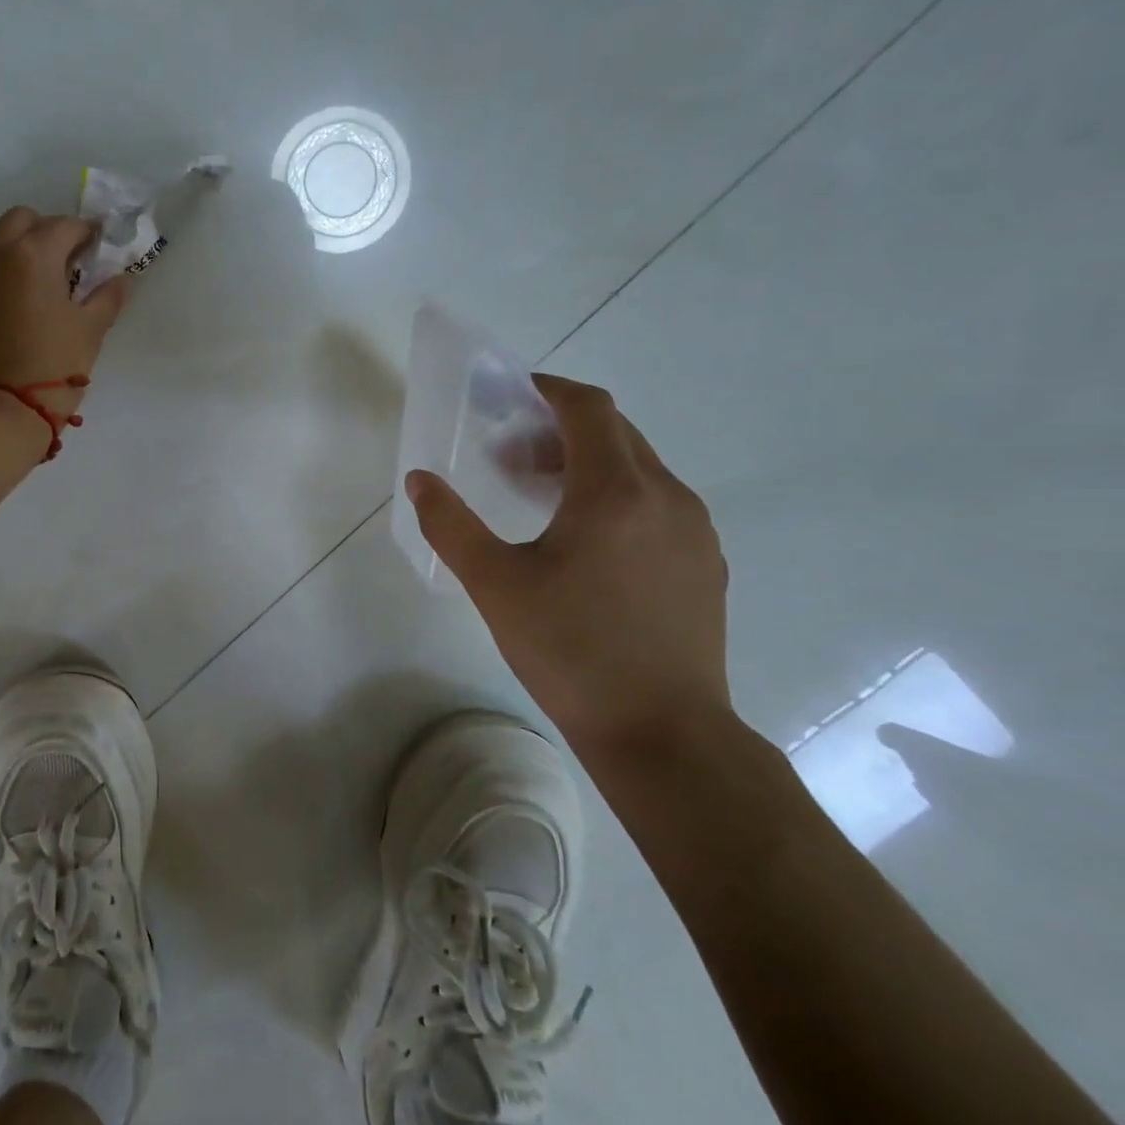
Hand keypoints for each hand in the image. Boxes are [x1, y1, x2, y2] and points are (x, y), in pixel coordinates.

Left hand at [0, 207, 128, 424]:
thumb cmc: (53, 367)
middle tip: (68, 263)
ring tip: (40, 283)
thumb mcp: (90, 331)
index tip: (98, 249)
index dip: (87, 234)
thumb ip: (107, 297)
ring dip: (21, 248)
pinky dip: (0, 269)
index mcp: (33, 254)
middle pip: (24, 220)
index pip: (66, 226)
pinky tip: (16, 300)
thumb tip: (121, 279)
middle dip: (48, 232)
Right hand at [406, 374, 730, 750]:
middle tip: (508, 454)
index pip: (589, 409)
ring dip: (587, 464)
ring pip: (639, 469)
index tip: (510, 396)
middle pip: (615, 433)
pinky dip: (616, 496)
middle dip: (559, 429)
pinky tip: (585, 543)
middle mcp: (667, 497)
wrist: (663, 733)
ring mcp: (695, 532)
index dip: (548, 390)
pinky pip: (657, 504)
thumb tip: (420, 480)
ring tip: (539, 497)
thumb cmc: (571, 650)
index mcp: (616, 492)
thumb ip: (451, 524)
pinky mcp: (704, 565)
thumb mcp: (494, 584)